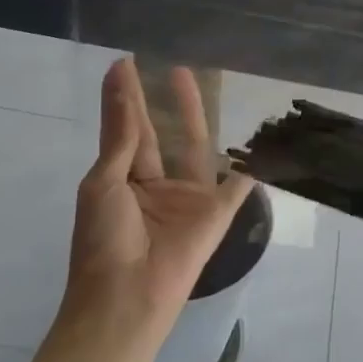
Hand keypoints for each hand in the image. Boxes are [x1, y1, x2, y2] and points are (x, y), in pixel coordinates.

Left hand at [63, 59, 254, 333]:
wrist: (125, 299)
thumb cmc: (103, 241)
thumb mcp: (104, 182)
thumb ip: (121, 135)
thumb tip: (121, 82)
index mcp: (122, 178)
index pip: (125, 128)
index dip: (124, 97)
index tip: (124, 63)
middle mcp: (155, 183)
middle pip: (160, 132)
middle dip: (161, 99)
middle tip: (168, 63)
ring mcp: (186, 198)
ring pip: (194, 146)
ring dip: (194, 114)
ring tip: (193, 77)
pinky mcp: (215, 215)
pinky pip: (236, 187)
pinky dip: (249, 169)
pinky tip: (260, 144)